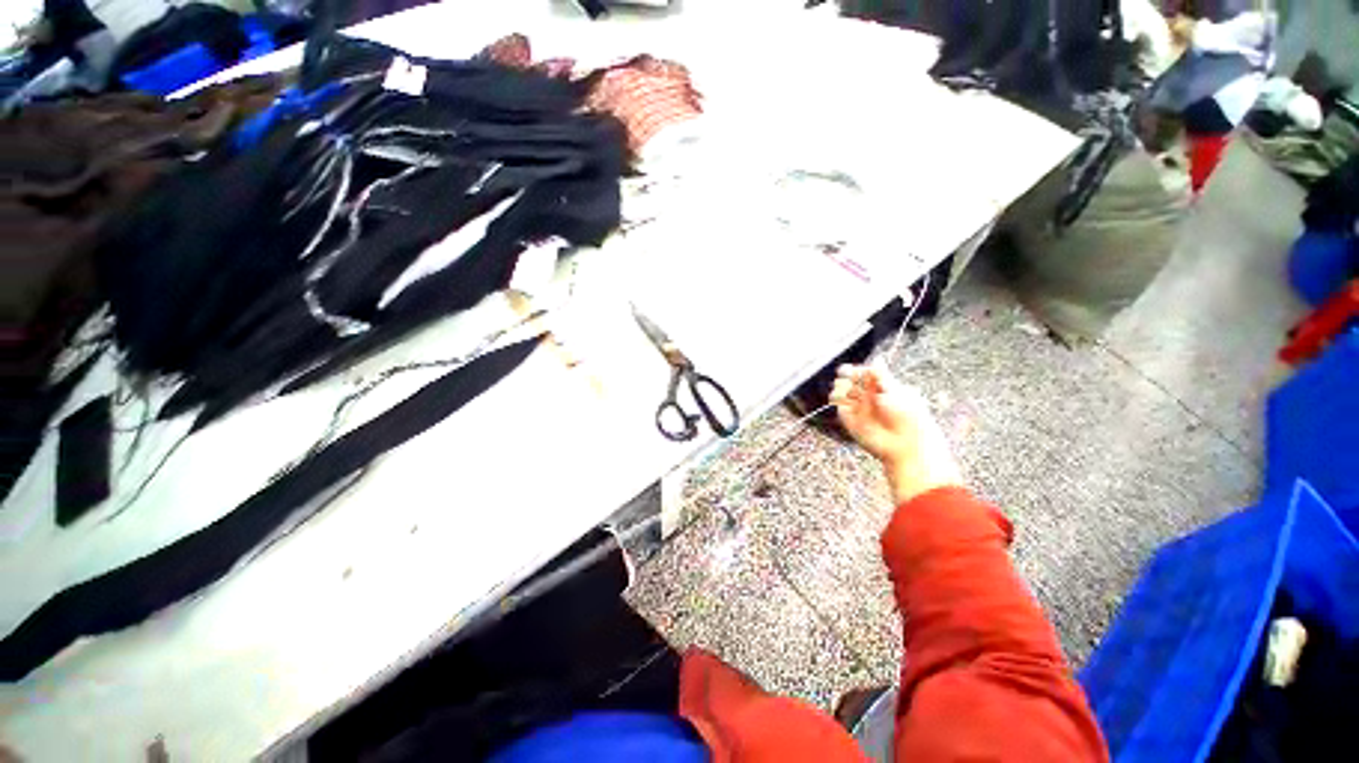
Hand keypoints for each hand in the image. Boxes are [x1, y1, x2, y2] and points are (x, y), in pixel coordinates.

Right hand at [831, 363, 961, 503]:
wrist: (905, 444)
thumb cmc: (908, 417)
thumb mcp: (898, 392)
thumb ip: (882, 376)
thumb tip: (876, 359)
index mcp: (880, 386)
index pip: (862, 372)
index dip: (858, 370)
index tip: (857, 371)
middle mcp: (867, 396)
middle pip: (848, 378)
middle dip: (848, 377)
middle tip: (852, 380)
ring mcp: (857, 407)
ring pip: (840, 389)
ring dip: (842, 387)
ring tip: (851, 393)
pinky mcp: (848, 419)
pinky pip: (838, 405)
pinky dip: (839, 400)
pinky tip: (846, 402)